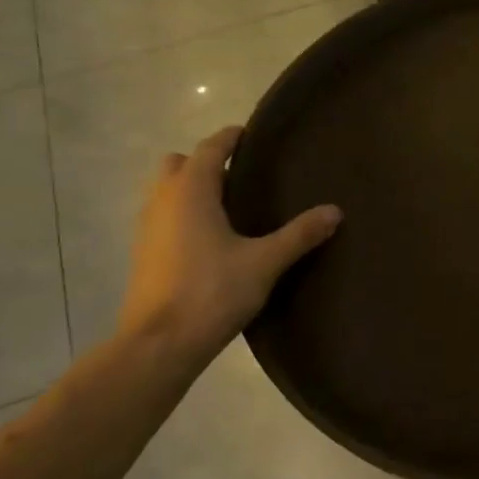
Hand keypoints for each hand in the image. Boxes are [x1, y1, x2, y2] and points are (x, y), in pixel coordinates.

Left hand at [115, 126, 340, 366]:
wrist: (160, 343)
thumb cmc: (212, 292)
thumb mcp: (264, 263)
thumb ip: (299, 235)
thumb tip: (335, 211)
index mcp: (190, 191)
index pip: (211, 148)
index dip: (232, 138)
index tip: (252, 135)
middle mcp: (162, 200)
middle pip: (178, 163)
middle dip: (206, 163)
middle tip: (241, 179)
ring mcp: (147, 227)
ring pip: (166, 191)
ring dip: (191, 189)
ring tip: (229, 210)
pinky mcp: (143, 253)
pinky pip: (163, 217)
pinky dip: (182, 215)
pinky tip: (210, 241)